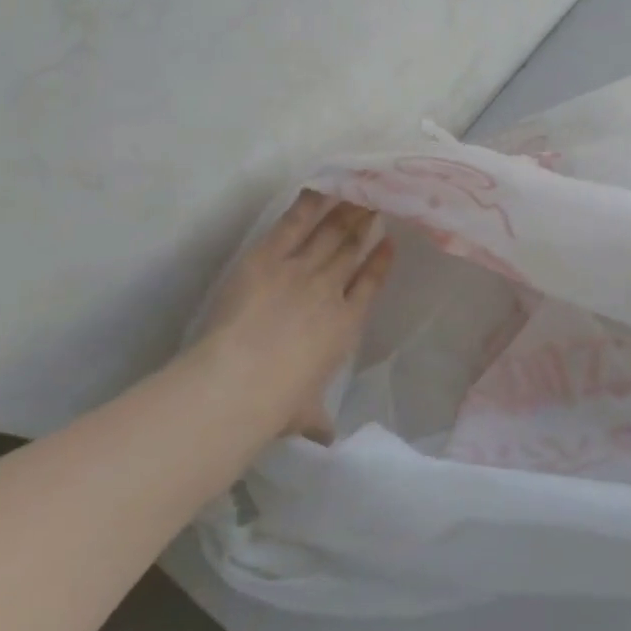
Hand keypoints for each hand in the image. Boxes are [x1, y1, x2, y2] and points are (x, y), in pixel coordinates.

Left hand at [188, 191, 394, 442]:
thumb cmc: (279, 402)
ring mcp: (300, 270)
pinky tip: (320, 189)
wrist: (242, 381)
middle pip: (351, 249)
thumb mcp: (304, 415)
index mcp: (346, 325)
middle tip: (376, 202)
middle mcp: (330, 290)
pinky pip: (292, 225)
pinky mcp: (268, 259)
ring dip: (345, 210)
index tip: (388, 242)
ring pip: (329, 233)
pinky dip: (307, 206)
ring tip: (358, 191)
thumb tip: (327, 441)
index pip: (369, 284)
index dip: (380, 261)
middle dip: (365, 224)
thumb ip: (318, 421)